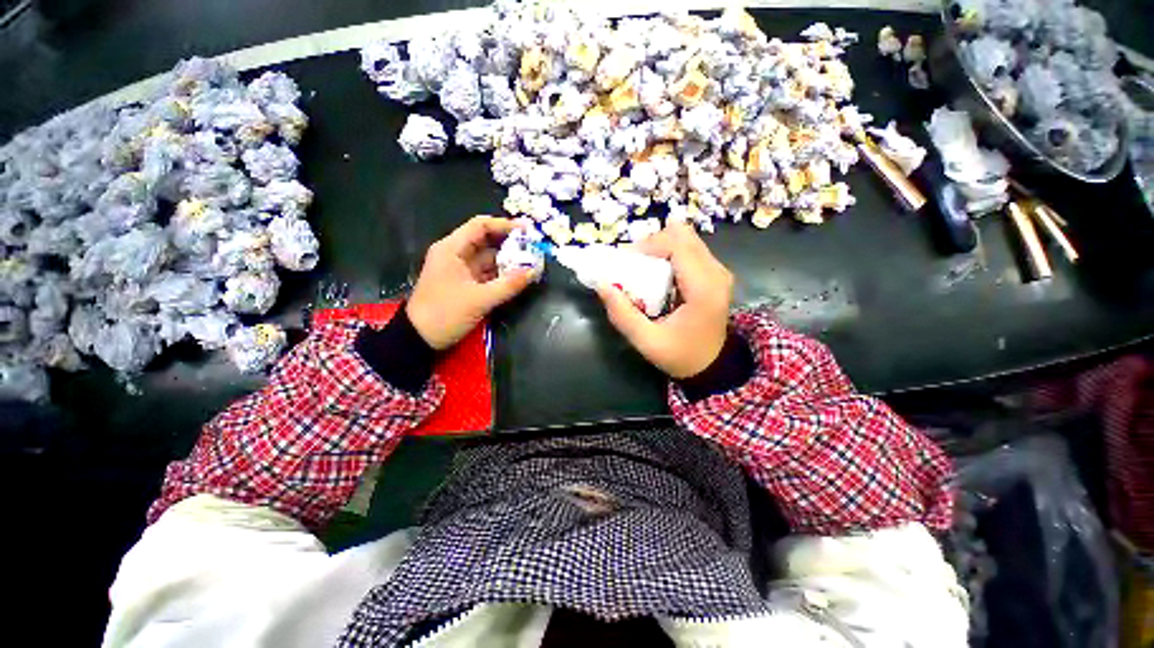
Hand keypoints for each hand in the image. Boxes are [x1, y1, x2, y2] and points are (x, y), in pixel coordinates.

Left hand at [407, 216, 532, 349]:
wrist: (419, 340)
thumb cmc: (445, 314)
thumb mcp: (479, 300)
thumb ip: (509, 285)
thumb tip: (534, 270)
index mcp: (452, 249)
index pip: (480, 226)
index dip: (504, 225)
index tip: (528, 230)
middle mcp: (456, 254)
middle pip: (486, 241)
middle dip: (510, 243)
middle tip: (534, 247)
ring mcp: (460, 269)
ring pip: (488, 258)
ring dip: (508, 260)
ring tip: (531, 262)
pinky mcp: (465, 284)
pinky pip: (487, 272)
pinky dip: (502, 274)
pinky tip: (518, 276)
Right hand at [596, 220, 733, 378]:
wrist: (711, 366)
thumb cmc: (680, 356)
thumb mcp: (646, 342)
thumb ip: (623, 315)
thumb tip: (602, 285)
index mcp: (704, 289)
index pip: (677, 245)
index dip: (649, 245)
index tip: (626, 261)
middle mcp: (717, 272)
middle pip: (682, 236)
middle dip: (652, 244)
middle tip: (633, 263)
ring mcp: (719, 271)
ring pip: (686, 239)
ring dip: (660, 247)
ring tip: (643, 266)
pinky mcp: (715, 273)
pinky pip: (690, 249)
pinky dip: (669, 253)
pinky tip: (657, 271)